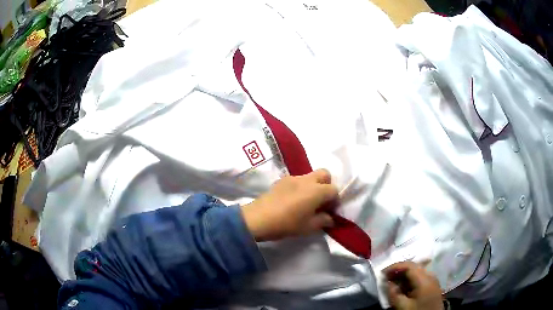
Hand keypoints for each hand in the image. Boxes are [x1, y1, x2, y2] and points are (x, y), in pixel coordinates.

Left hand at [242, 169, 338, 241]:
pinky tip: (292, 200)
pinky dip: (300, 187)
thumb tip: (330, 218)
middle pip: (324, 174)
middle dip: (326, 185)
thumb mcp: (308, 227)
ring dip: (313, 186)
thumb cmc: (287, 224)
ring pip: (309, 176)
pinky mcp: (281, 180)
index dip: (335, 200)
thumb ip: (323, 221)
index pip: (334, 189)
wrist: (258, 218)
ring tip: (305, 202)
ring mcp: (292, 178)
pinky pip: (297, 180)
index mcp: (316, 191)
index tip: (330, 211)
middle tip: (321, 201)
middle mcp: (307, 180)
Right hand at [384, 261, 443, 309]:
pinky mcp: (433, 286)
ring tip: (393, 282)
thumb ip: (394, 294)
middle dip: (399, 270)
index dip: (395, 266)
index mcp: (424, 279)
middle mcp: (430, 275)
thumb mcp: (403, 306)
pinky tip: (403, 287)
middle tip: (386, 277)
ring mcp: (433, 280)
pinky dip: (410, 280)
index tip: (382, 272)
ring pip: (417, 272)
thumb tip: (388, 283)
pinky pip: (420, 278)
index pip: (409, 266)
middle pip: (414, 267)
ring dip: (404, 275)